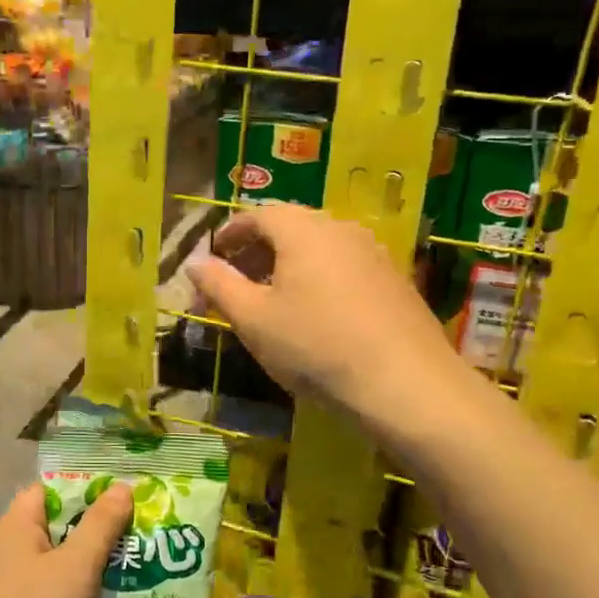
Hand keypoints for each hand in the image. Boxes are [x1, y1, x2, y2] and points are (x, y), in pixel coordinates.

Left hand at [0, 481, 134, 597]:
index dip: (86, 490)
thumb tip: (121, 486)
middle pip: (54, 528)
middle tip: (137, 538)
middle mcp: (3, 551)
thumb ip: (101, 524)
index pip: (50, 489)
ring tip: (129, 574)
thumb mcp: (77, 565)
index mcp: (14, 525)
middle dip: (94, 533)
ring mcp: (2, 589)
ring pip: (52, 567)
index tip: (123, 500)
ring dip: (85, 572)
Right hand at [190, 203, 462, 423]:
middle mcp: (340, 229)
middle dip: (258, 250)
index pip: (259, 215)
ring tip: (273, 300)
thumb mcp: (253, 319)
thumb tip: (194, 262)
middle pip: (291, 228)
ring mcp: (374, 253)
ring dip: (289, 265)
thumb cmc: (315, 346)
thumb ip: (219, 285)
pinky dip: (319, 279)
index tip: (214, 256)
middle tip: (237, 282)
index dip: (231, 233)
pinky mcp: (395, 280)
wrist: (404, 383)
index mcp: (302, 230)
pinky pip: (344, 267)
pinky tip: (316, 315)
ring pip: (319, 248)